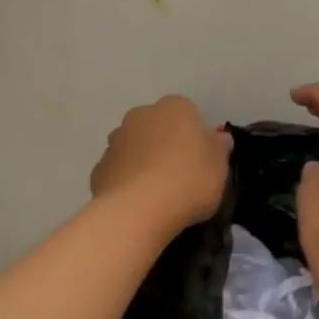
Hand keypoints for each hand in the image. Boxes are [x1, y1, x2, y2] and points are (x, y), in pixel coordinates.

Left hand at [91, 95, 231, 233]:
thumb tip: (218, 138)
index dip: (196, 137)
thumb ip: (219, 148)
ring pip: (136, 148)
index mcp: (174, 107)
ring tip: (158, 194)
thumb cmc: (188, 180)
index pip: (189, 113)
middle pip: (158, 127)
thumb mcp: (220, 166)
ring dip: (145, 162)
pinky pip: (120, 171)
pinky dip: (128, 182)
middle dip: (167, 145)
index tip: (202, 161)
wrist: (137, 210)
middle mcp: (141, 115)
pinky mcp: (98, 169)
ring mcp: (115, 141)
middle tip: (181, 175)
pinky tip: (138, 204)